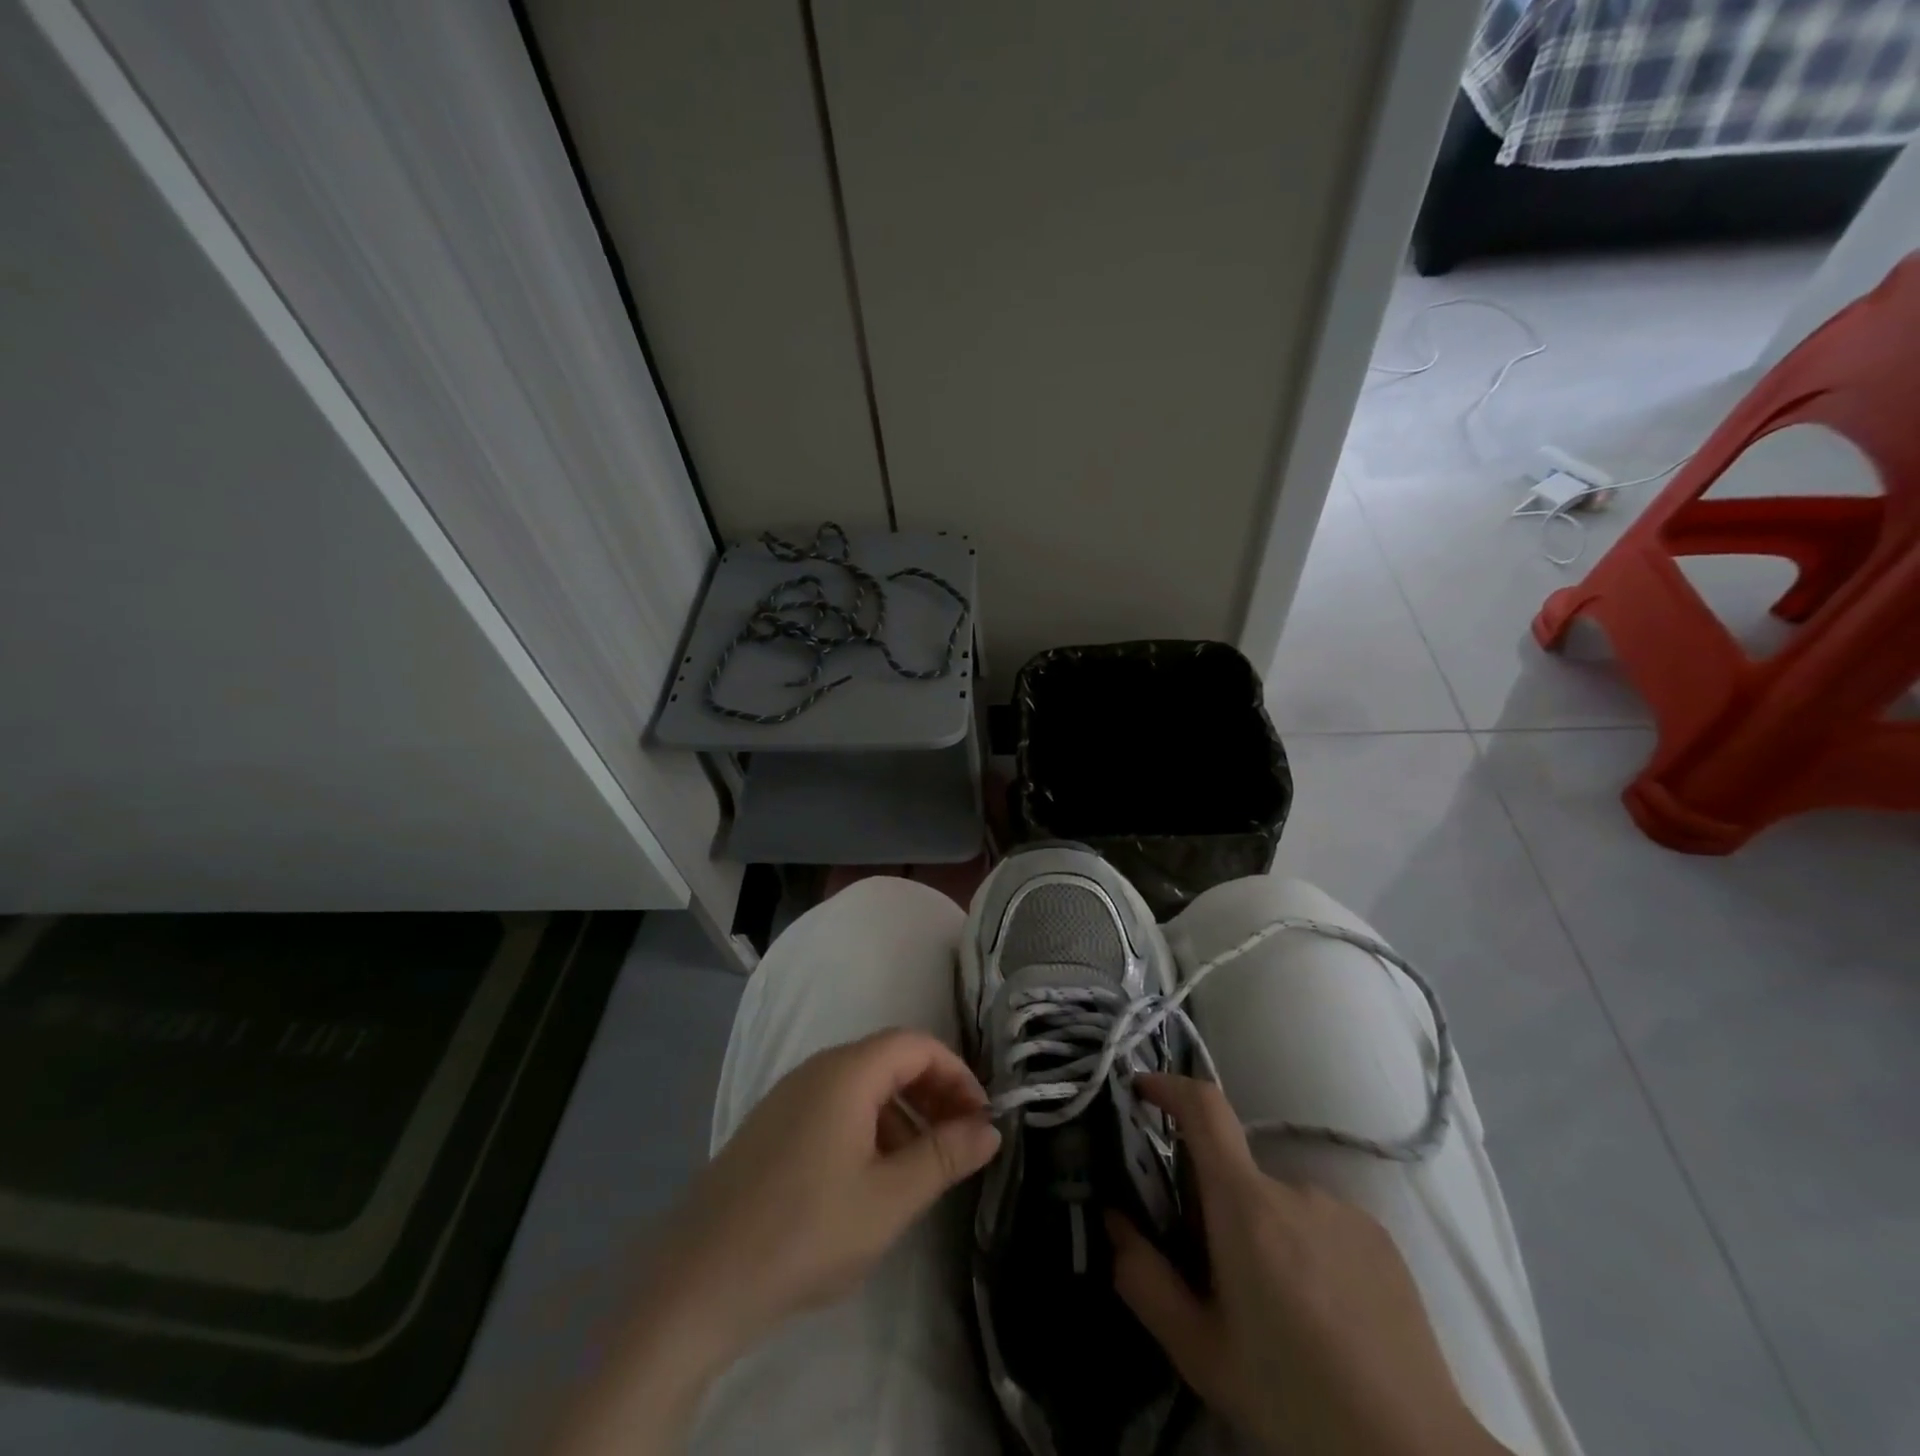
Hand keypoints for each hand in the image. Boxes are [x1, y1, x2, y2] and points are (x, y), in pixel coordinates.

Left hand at [661, 1026, 1000, 1345]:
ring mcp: (790, 1096)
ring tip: (922, 1167)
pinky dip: (870, 1126)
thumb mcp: (888, 1199)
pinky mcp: (773, 1126)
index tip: (980, 1118)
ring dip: (903, 1113)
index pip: (916, 1045)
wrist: (698, 1280)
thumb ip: (944, 1156)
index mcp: (847, 1072)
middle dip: (933, 1092)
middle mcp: (817, 1069)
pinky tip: (872, 1178)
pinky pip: (835, 1106)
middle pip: (890, 1059)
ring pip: (863, 1085)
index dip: (956, 1073)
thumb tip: (989, 1128)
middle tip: (960, 1141)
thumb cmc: (805, 1232)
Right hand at [1108, 1074, 1508, 1455]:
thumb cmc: (1293, 1398)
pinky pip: (1320, 1222)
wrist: (1414, 1455)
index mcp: (1246, 1205)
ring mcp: (1342, 1209)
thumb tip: (1113, 1220)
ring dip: (1263, 1233)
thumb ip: (1143, 1279)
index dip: (1169, 1086)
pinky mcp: (1379, 1236)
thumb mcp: (1199, 1352)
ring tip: (1278, 1310)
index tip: (1142, 1090)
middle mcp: (1294, 1188)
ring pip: (1278, 1203)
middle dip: (1215, 1208)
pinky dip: (1304, 1248)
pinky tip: (1323, 1315)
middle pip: (1235, 1173)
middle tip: (1216, 1276)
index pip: (1204, 1108)